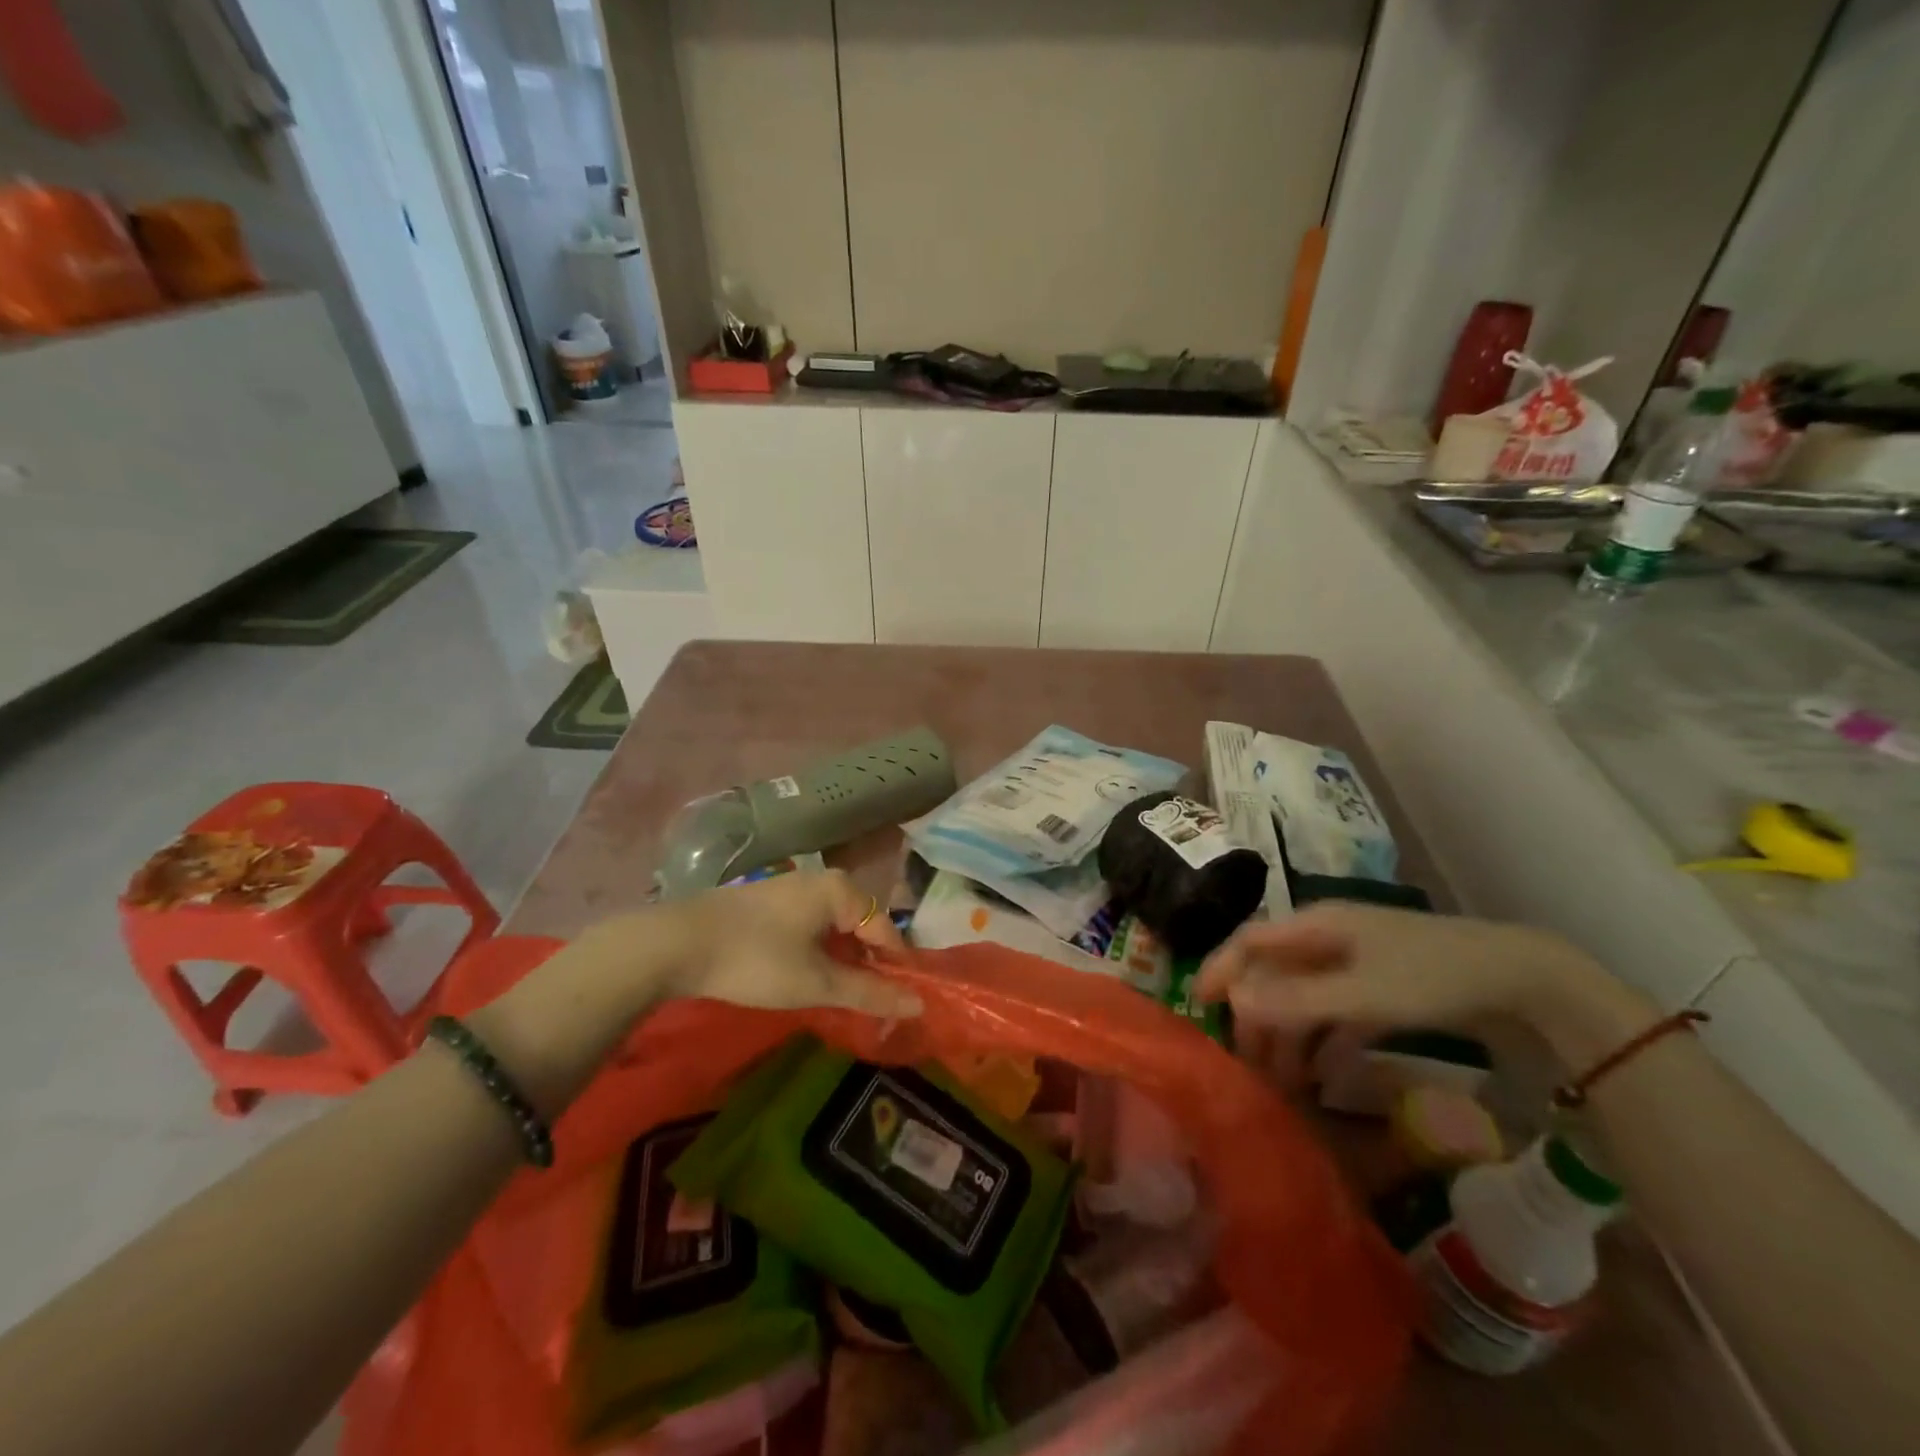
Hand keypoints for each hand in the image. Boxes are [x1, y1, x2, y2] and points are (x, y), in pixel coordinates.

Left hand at [662, 870, 919, 1017]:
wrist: (676, 943)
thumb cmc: (756, 960)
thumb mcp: (816, 983)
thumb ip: (869, 992)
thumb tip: (918, 1003)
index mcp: (841, 890)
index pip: (886, 931)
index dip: (896, 969)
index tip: (900, 1005)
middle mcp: (822, 880)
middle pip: (862, 926)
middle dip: (868, 965)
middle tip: (869, 1004)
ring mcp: (792, 888)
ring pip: (834, 926)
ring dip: (842, 960)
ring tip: (839, 996)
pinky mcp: (769, 901)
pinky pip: (810, 924)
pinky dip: (818, 951)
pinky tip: (806, 975)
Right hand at [1196, 903, 1637, 1053]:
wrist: (1522, 980)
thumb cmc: (1432, 977)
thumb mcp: (1361, 993)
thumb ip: (1296, 1000)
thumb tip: (1235, 1003)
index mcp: (1315, 925)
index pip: (1249, 942)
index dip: (1221, 970)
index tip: (1197, 1007)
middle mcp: (1327, 938)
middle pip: (1272, 972)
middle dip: (1255, 1015)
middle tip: (1244, 1061)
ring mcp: (1354, 962)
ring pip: (1301, 995)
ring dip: (1287, 1034)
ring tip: (1280, 1080)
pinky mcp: (1379, 987)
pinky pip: (1333, 1011)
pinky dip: (1321, 1040)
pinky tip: (1320, 1074)